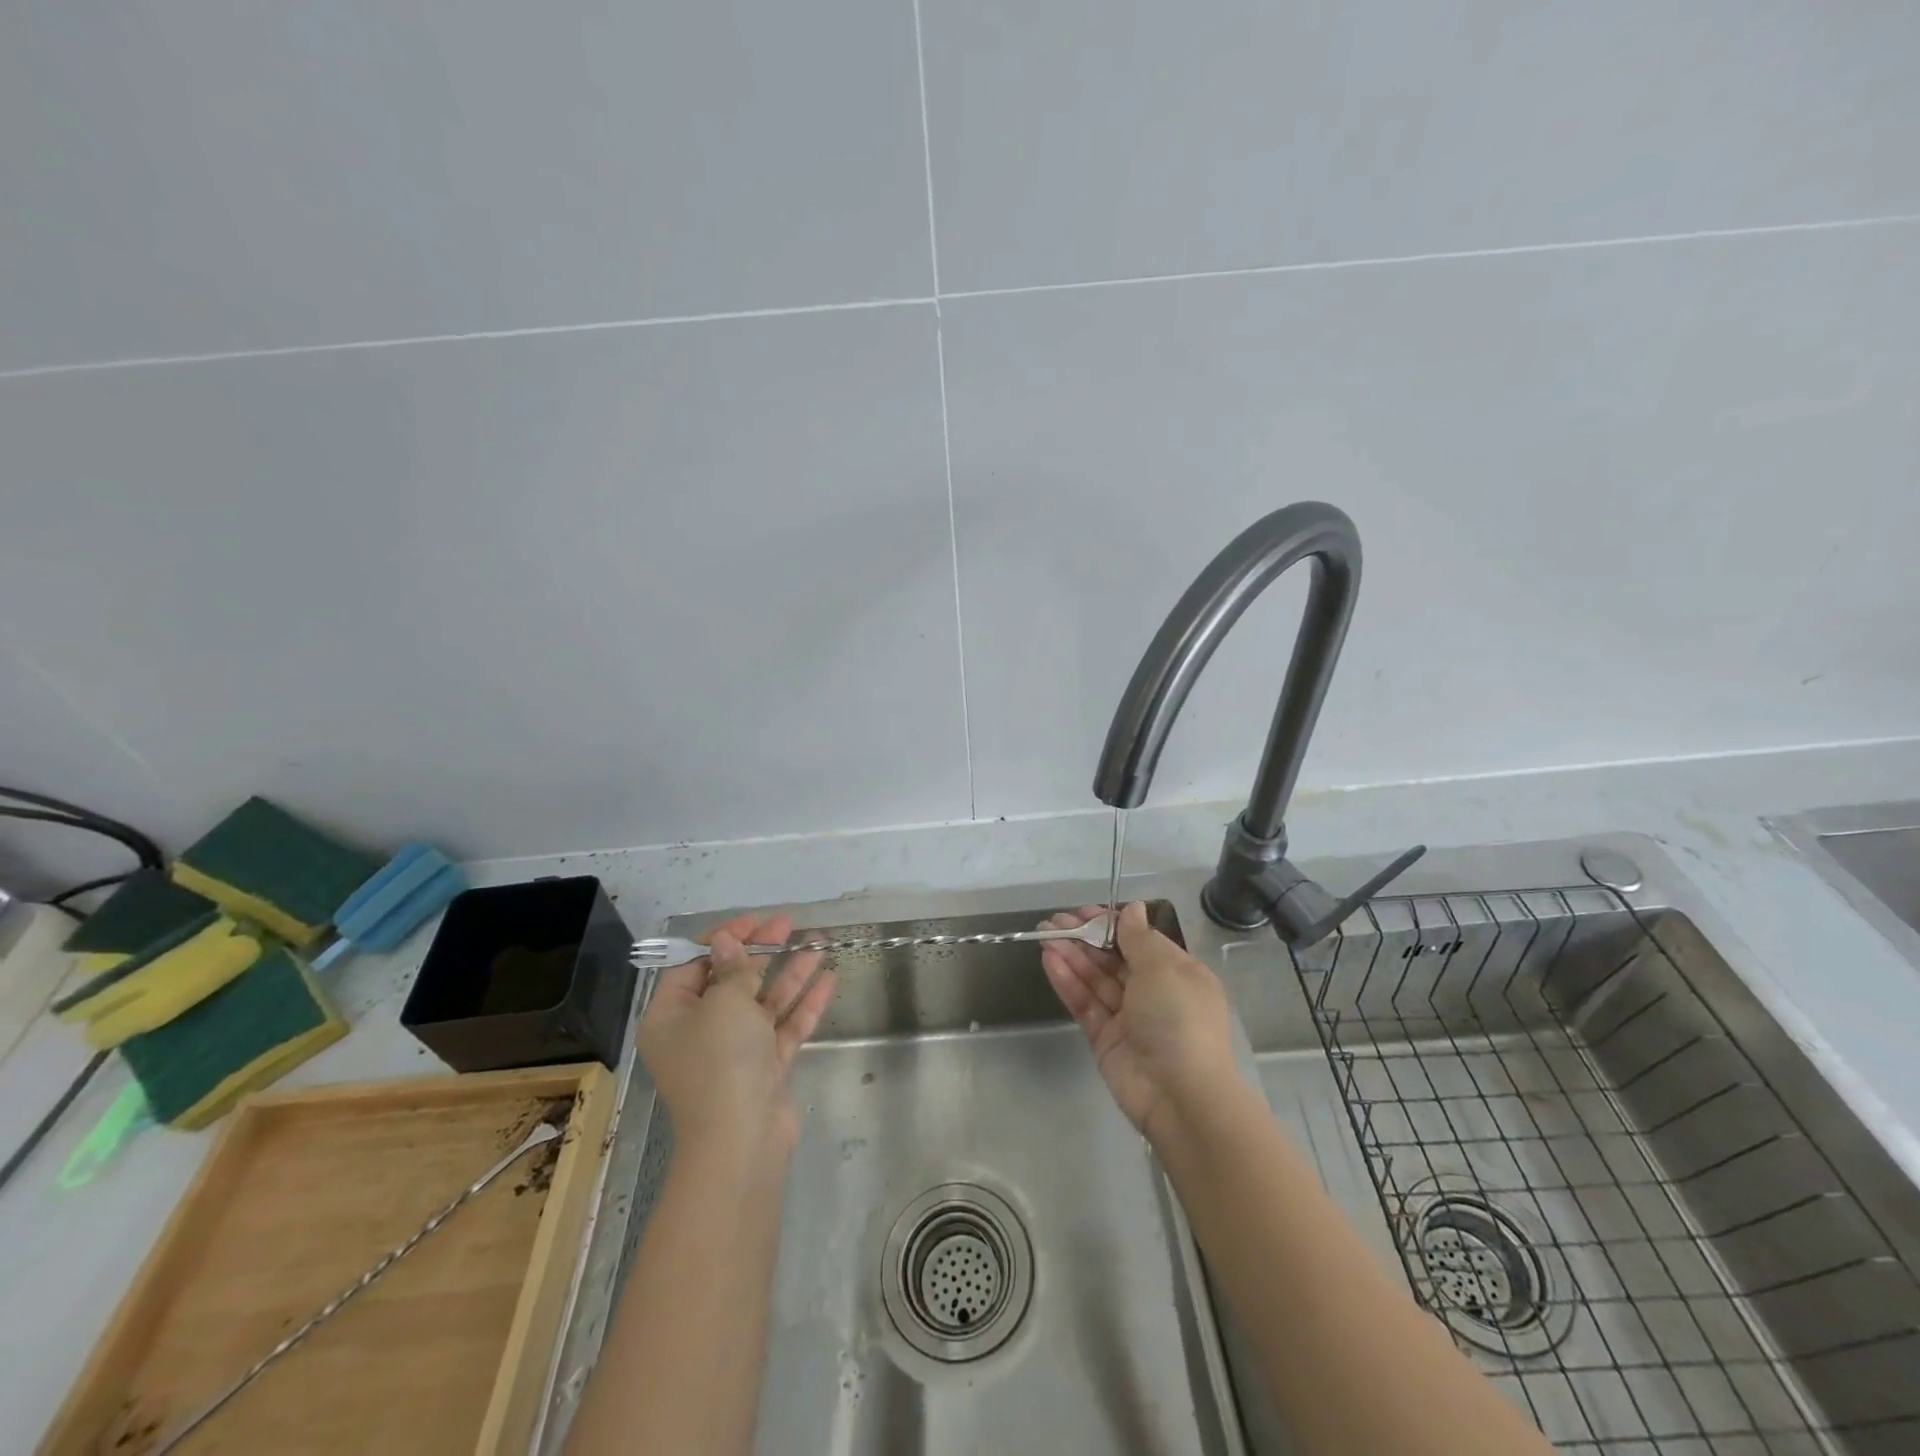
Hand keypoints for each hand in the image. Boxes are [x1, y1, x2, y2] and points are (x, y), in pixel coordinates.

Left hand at [638, 913, 835, 1163]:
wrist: (741, 1140)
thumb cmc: (721, 1061)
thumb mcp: (725, 1003)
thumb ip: (732, 967)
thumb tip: (724, 940)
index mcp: (672, 1017)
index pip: (693, 966)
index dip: (723, 939)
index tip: (754, 921)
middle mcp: (698, 1033)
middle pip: (731, 981)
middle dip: (762, 951)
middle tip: (789, 924)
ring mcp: (734, 1052)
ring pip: (763, 1003)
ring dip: (790, 973)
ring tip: (819, 943)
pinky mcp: (764, 1069)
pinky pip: (783, 1027)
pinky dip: (803, 1004)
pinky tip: (828, 979)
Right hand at [1039, 901, 1243, 1143]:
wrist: (1180, 1096)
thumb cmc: (1178, 1018)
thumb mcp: (1162, 968)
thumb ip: (1138, 937)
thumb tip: (1133, 908)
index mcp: (1178, 973)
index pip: (1140, 941)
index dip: (1111, 924)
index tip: (1084, 911)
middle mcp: (1154, 993)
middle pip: (1114, 958)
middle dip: (1085, 938)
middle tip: (1054, 921)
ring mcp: (1128, 1018)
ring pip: (1095, 979)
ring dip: (1071, 955)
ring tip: (1043, 934)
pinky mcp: (1105, 1039)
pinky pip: (1085, 1003)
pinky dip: (1067, 981)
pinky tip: (1049, 959)